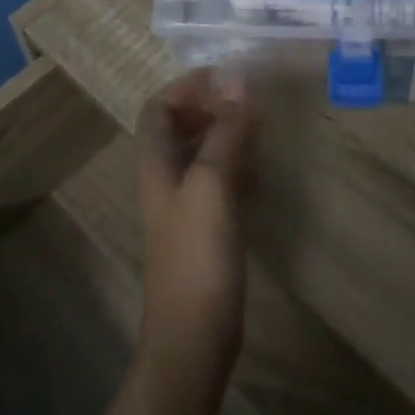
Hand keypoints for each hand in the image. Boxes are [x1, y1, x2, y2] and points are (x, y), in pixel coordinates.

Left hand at [137, 70, 256, 394]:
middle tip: (247, 99)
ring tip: (257, 125)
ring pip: (199, 151)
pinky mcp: (204, 228)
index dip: (187, 86)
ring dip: (223, 131)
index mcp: (156, 164)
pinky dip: (234, 161)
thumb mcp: (212, 183)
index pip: (159, 108)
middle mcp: (165, 179)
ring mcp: (184, 205)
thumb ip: (224, 131)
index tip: (227, 77)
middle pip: (177, 126)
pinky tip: (258, 167)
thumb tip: (239, 82)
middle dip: (208, 105)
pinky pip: (216, 178)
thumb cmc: (198, 254)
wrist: (194, 337)